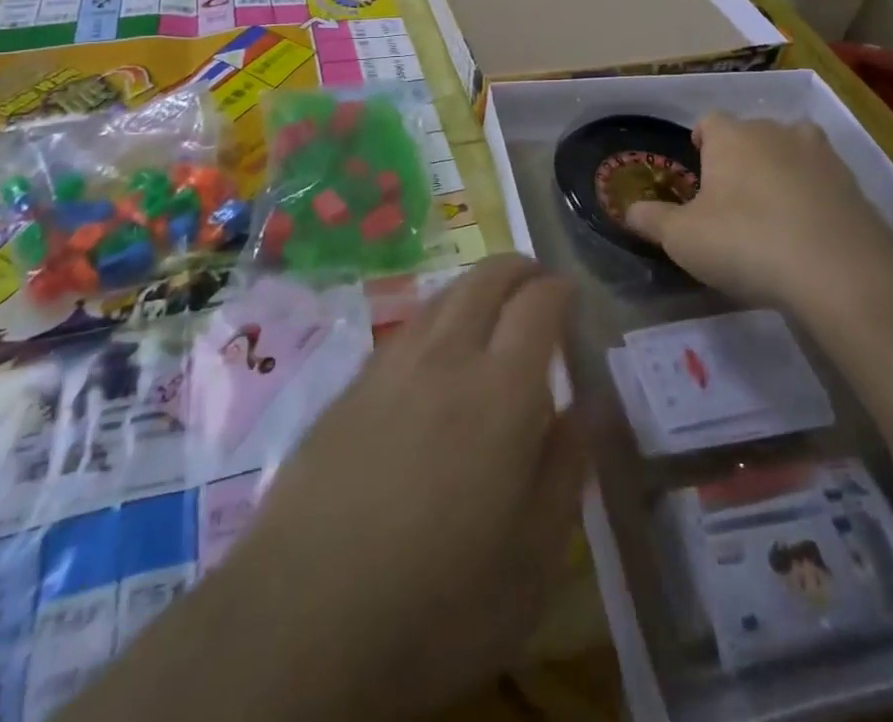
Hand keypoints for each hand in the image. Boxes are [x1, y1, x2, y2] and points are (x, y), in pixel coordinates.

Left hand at [173, 256, 586, 721]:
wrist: (300, 623)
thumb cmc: (439, 604)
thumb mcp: (533, 559)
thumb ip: (568, 467)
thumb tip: (592, 406)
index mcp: (501, 390)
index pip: (538, 303)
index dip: (560, 290)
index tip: (573, 297)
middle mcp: (446, 357)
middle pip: (485, 278)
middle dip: (517, 268)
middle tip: (537, 284)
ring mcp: (391, 366)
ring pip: (442, 296)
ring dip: (474, 289)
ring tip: (491, 312)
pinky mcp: (350, 388)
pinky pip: (406, 330)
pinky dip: (436, 320)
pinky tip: (435, 357)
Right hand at [625, 114, 892, 305]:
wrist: (838, 271)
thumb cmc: (745, 242)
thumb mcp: (683, 238)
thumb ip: (652, 220)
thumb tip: (628, 209)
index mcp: (732, 137)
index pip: (709, 121)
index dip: (701, 140)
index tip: (697, 164)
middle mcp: (776, 132)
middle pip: (753, 132)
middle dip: (741, 155)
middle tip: (731, 194)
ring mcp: (821, 155)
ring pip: (793, 149)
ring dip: (782, 168)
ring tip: (773, 206)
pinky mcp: (854, 185)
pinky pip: (824, 180)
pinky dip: (814, 195)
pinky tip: (808, 229)